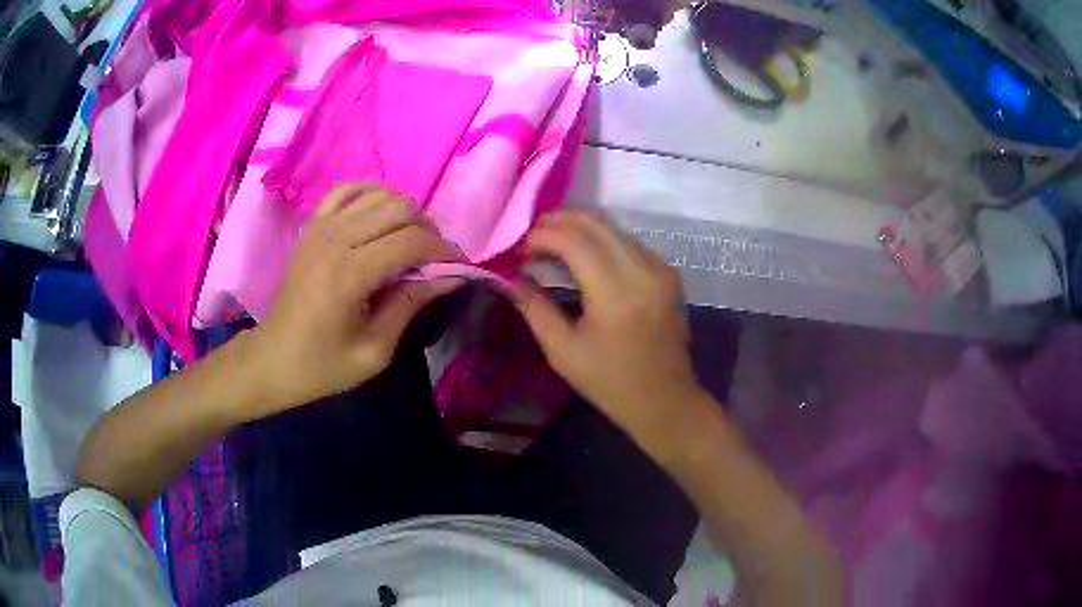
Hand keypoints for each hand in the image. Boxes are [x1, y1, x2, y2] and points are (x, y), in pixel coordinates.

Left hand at [241, 183, 463, 418]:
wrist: (273, 360)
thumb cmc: (323, 366)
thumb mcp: (375, 351)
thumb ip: (410, 305)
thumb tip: (450, 276)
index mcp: (349, 274)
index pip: (412, 242)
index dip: (444, 251)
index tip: (460, 267)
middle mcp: (335, 240)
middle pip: (400, 209)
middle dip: (429, 230)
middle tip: (435, 260)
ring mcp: (320, 227)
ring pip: (379, 194)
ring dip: (405, 212)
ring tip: (410, 241)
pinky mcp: (311, 226)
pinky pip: (347, 191)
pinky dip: (372, 196)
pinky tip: (380, 217)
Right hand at [511, 211, 705, 459]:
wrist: (665, 400)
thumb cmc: (610, 383)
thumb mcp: (563, 352)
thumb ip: (534, 308)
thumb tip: (509, 277)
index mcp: (616, 295)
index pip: (574, 240)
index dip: (542, 235)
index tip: (520, 248)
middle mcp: (643, 270)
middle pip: (595, 222)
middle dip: (558, 221)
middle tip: (531, 237)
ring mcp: (661, 268)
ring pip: (613, 227)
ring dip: (579, 228)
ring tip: (552, 245)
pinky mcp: (668, 272)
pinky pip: (628, 241)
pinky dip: (601, 240)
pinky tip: (583, 256)